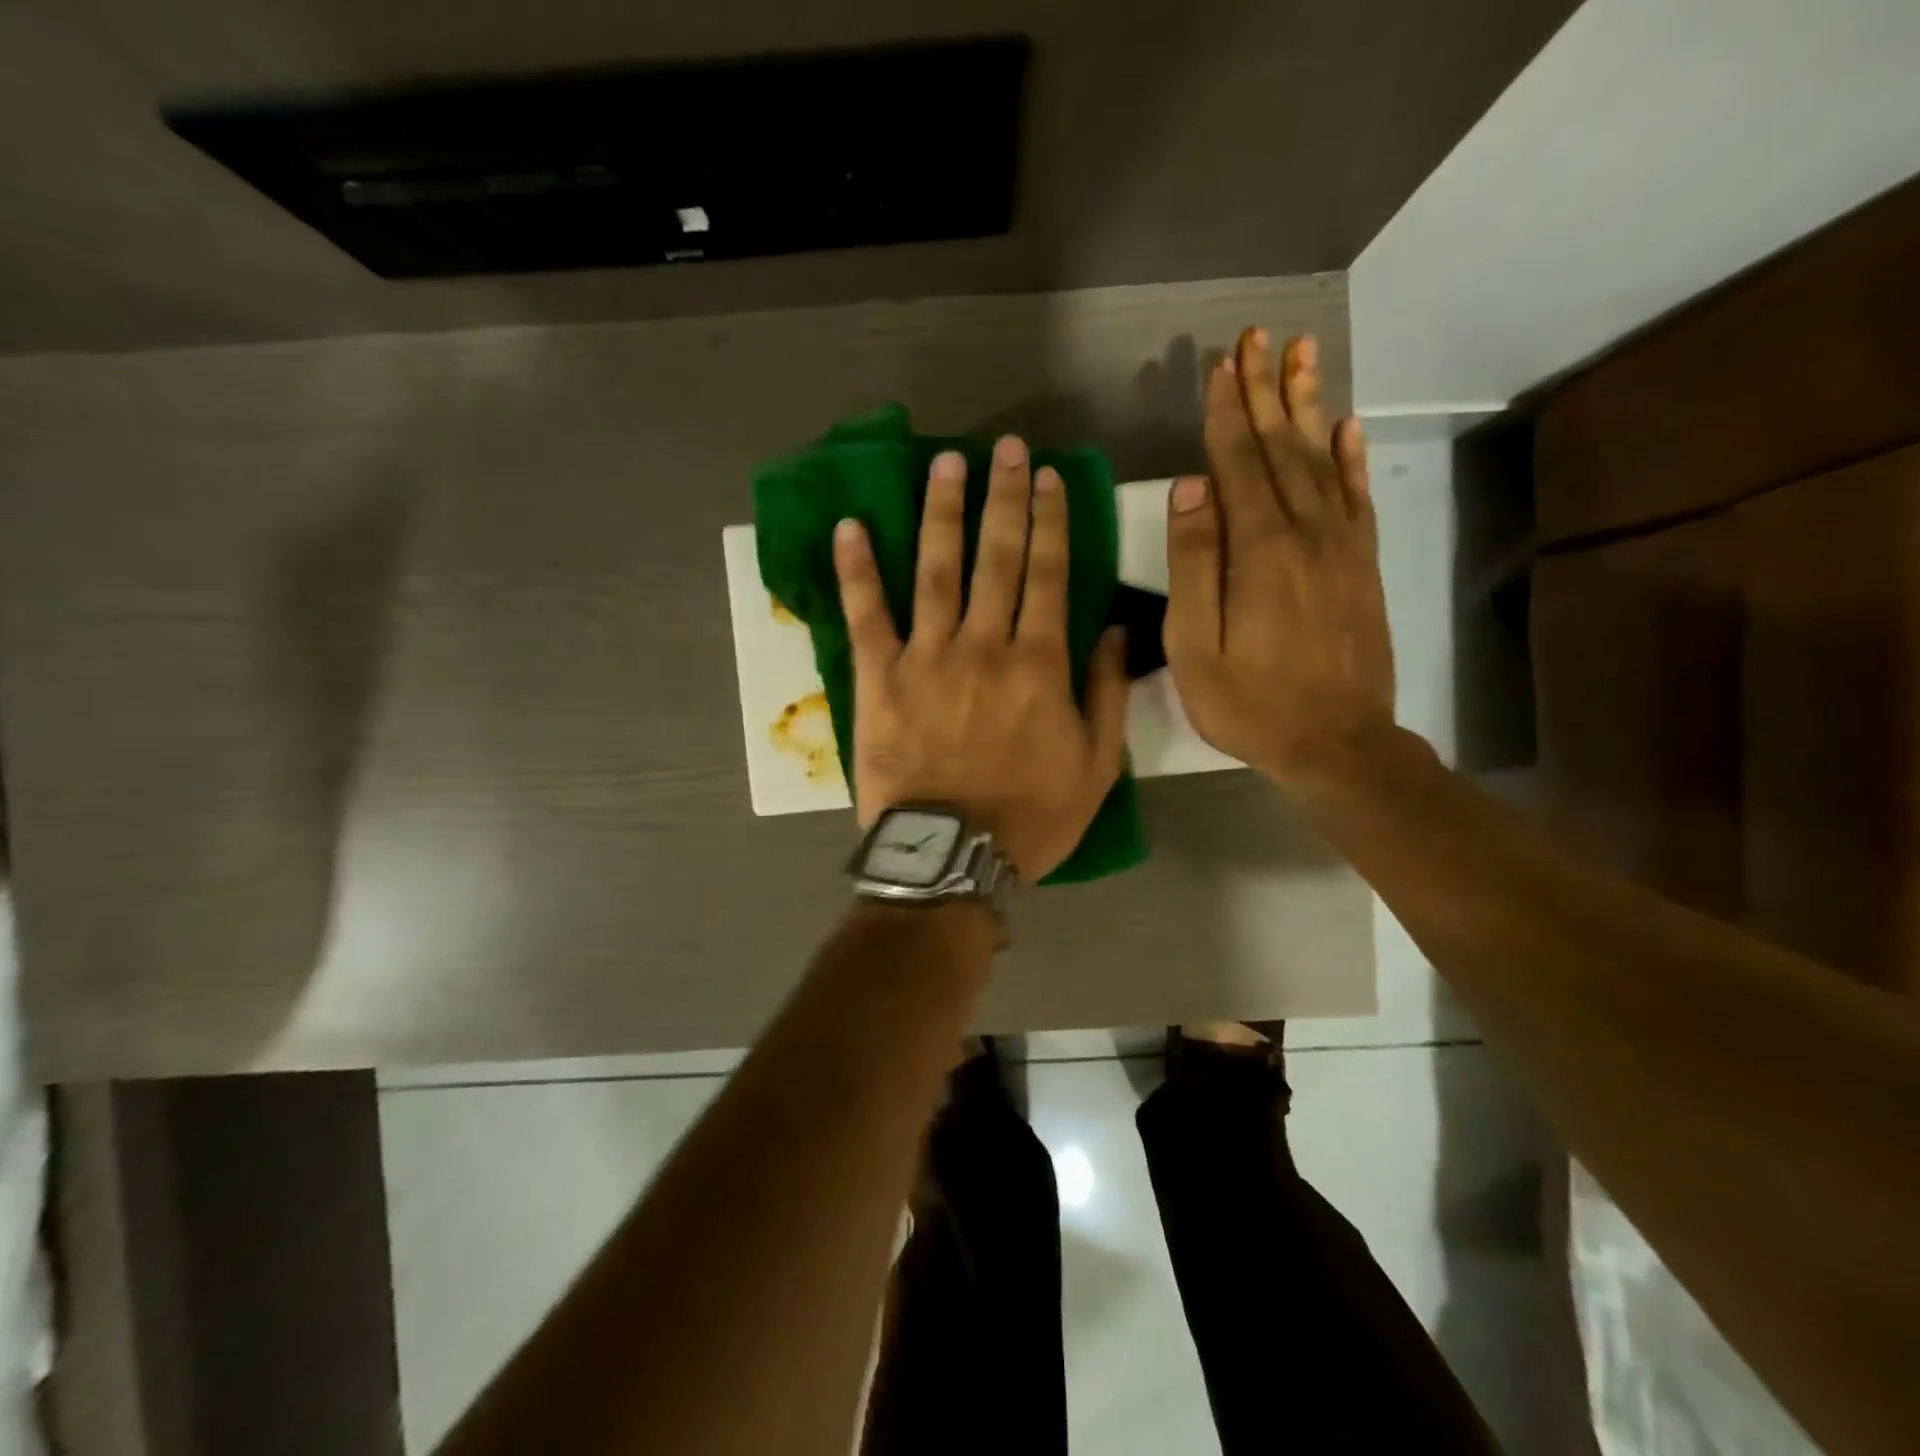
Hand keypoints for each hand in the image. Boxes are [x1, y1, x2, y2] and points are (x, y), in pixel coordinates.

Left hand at [833, 435, 1129, 880]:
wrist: (954, 857)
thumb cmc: (1031, 816)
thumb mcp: (1096, 765)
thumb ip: (1108, 693)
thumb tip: (1117, 630)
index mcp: (1039, 664)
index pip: (1048, 575)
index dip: (1050, 520)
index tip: (1048, 477)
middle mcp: (984, 646)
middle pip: (996, 558)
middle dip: (1003, 498)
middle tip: (1005, 448)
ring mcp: (927, 658)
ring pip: (936, 571)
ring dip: (941, 513)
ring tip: (945, 464)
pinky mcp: (879, 679)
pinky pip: (866, 615)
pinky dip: (857, 570)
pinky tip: (850, 526)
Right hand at [1163, 329, 1394, 791]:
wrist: (1337, 743)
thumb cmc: (1250, 703)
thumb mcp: (1194, 647)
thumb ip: (1192, 564)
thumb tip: (1189, 489)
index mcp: (1259, 550)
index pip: (1238, 464)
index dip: (1226, 413)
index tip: (1220, 364)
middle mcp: (1306, 532)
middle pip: (1282, 448)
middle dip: (1266, 390)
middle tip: (1260, 336)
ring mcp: (1341, 547)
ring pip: (1321, 460)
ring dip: (1308, 406)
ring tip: (1303, 355)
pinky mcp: (1362, 566)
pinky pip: (1356, 497)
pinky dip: (1350, 457)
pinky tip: (1345, 427)